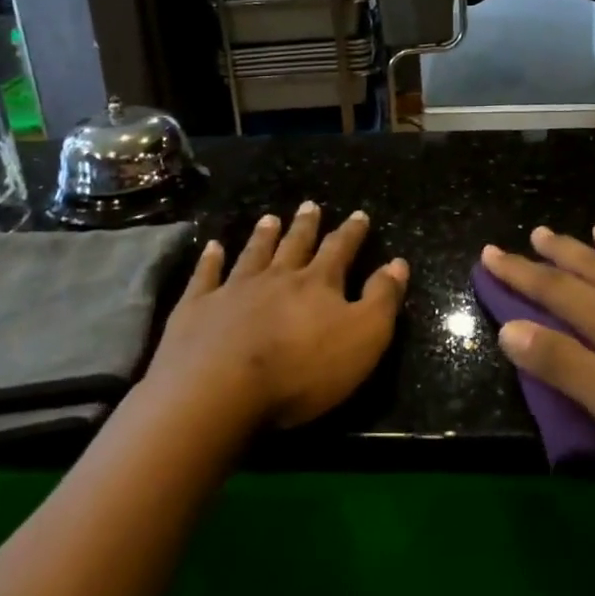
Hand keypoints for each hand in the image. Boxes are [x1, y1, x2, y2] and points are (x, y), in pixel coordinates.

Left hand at [147, 203, 407, 429]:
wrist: (219, 390)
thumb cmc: (301, 370)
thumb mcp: (363, 338)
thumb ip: (382, 299)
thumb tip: (398, 262)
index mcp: (317, 284)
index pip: (339, 250)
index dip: (351, 233)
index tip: (359, 214)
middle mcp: (276, 277)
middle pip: (294, 245)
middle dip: (305, 226)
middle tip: (309, 206)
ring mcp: (233, 290)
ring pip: (253, 254)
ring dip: (263, 236)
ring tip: (269, 218)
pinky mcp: (196, 309)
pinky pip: (205, 276)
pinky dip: (210, 260)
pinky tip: (212, 247)